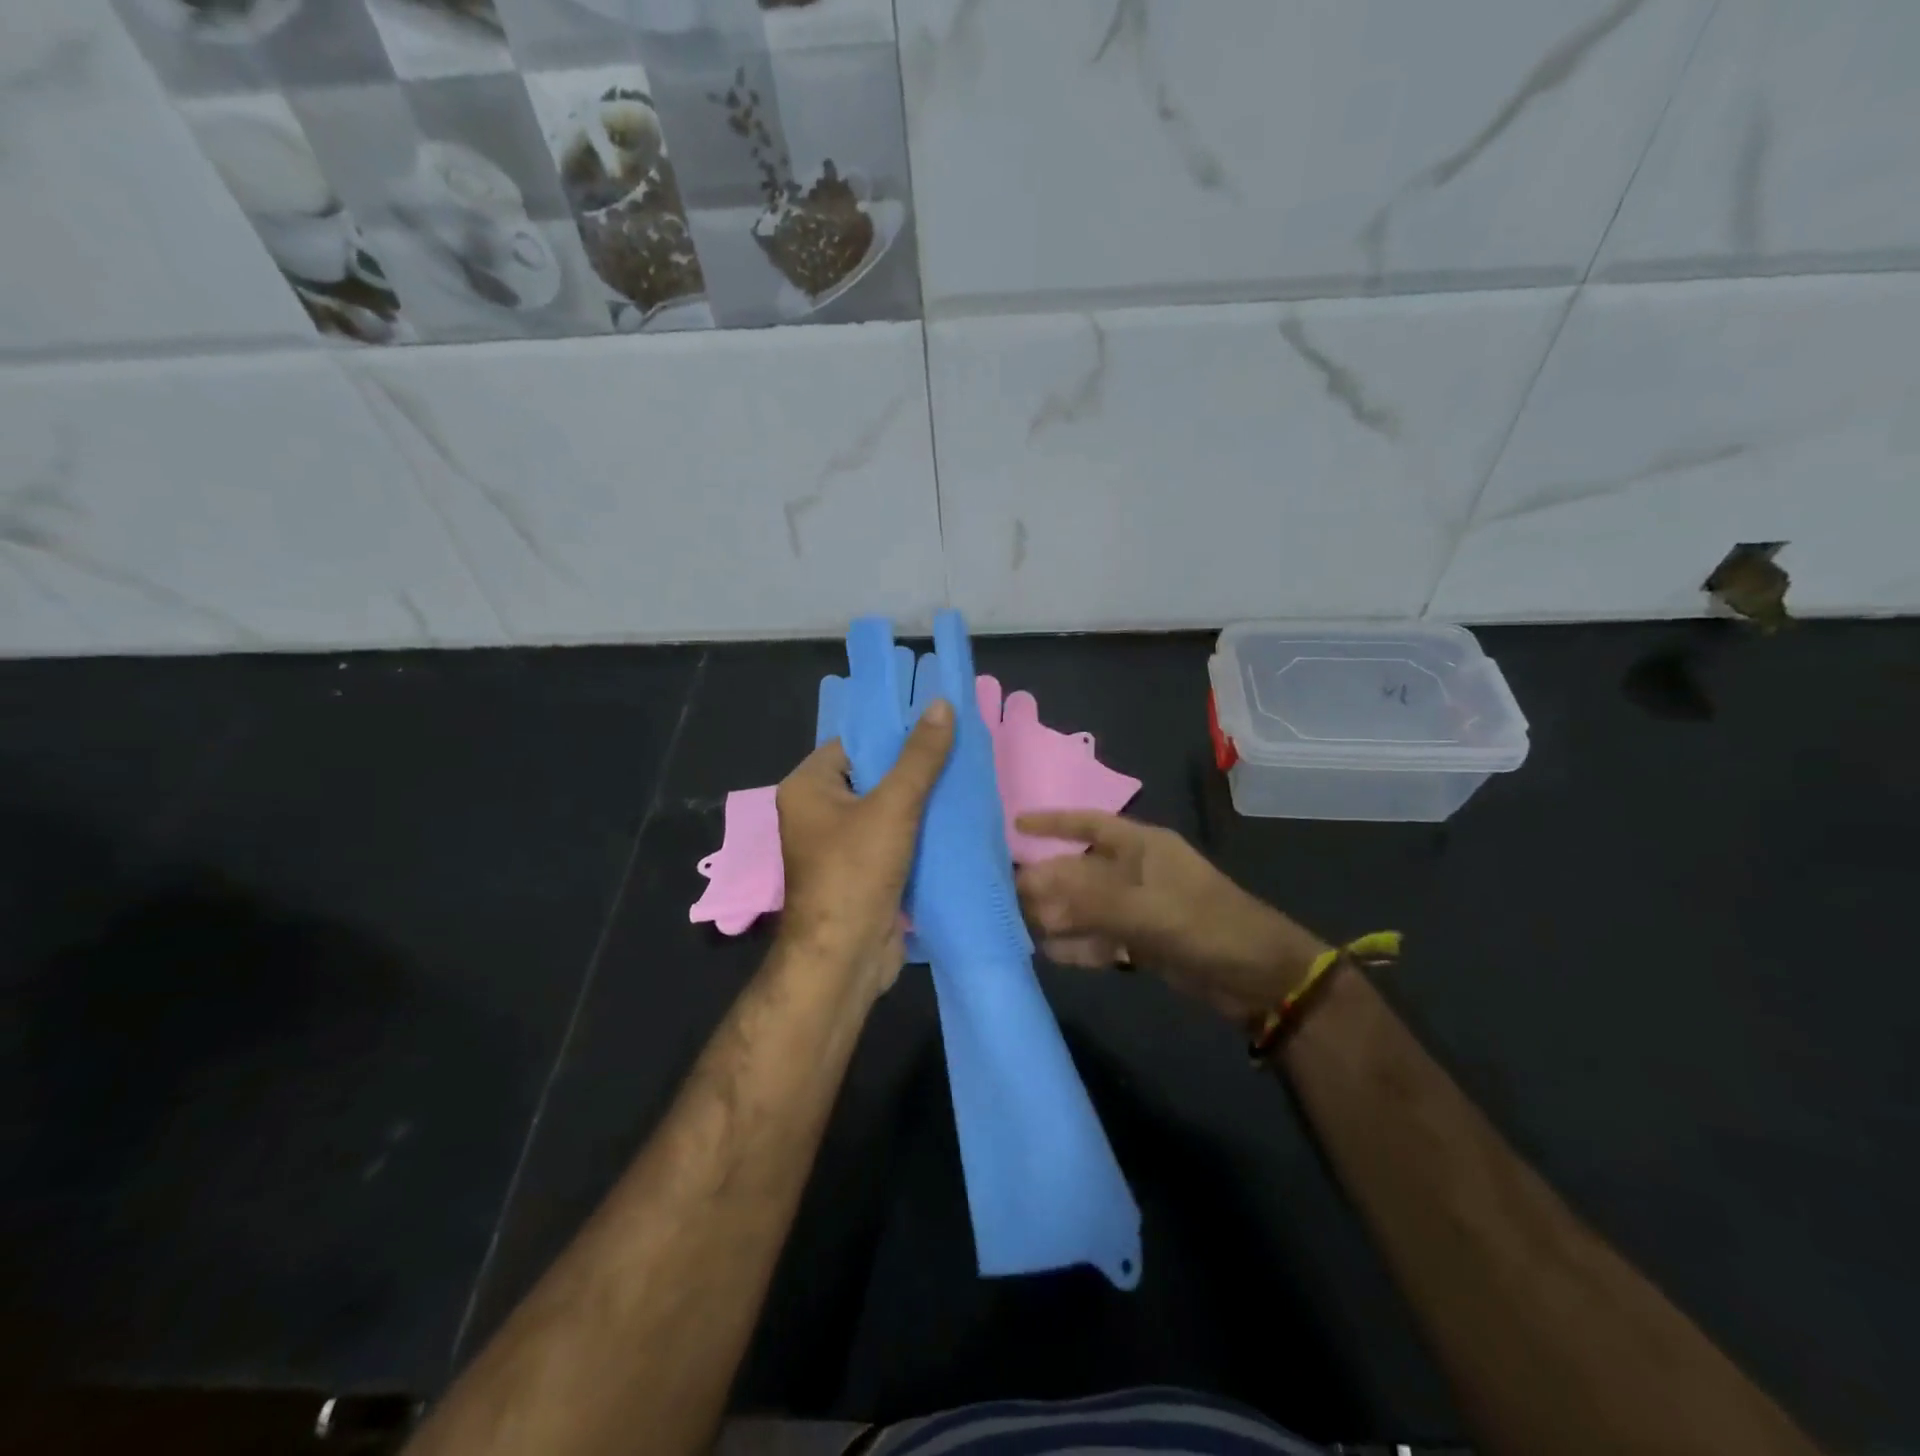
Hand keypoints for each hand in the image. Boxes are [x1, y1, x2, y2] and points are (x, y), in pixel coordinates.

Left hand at [775, 699, 953, 994]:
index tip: (937, 720)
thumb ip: (919, 757)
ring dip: (921, 799)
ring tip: (966, 776)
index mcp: (808, 786)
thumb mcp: (892, 806)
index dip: (893, 731)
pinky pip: (894, 837)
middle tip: (960, 745)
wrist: (845, 958)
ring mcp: (840, 844)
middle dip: (914, 765)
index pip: (854, 742)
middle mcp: (818, 811)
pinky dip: (920, 830)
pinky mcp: (863, 871)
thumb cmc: (856, 872)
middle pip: (872, 774)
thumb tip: (940, 703)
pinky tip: (956, 817)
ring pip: (886, 808)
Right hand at [1014, 811, 1327, 1019]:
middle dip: (1046, 880)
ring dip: (1057, 915)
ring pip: (1085, 906)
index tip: (1015, 825)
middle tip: (1006, 895)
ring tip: (1018, 926)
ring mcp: (1138, 908)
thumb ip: (1087, 900)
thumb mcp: (1146, 910)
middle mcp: (1135, 872)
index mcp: (1141, 847)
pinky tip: (1050, 952)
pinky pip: (1099, 937)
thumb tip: (1030, 888)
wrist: (1258, 979)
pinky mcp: (1141, 942)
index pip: (1088, 824)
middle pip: (1079, 870)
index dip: (1053, 822)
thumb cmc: (1205, 926)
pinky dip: (1078, 944)